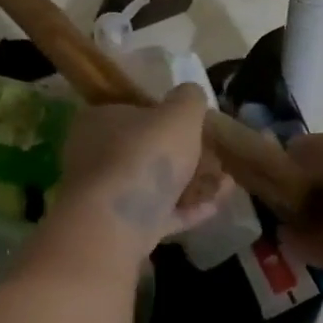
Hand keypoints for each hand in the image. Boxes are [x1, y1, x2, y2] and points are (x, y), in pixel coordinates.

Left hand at [57, 86, 230, 256]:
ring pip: (154, 186)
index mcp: (100, 120)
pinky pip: (158, 214)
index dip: (168, 118)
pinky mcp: (118, 228)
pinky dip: (186, 209)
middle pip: (146, 151)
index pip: (134, 111)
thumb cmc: (144, 155)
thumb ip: (189, 99)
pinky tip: (217, 206)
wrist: (115, 223)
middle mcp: (95, 155)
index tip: (198, 127)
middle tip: (218, 158)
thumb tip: (191, 94)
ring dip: (191, 184)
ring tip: (226, 183)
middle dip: (185, 156)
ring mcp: (105, 195)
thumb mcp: (179, 113)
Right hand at [279, 134, 322, 322]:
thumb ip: (312, 156)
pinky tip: (288, 248)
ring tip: (271, 227)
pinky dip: (313, 245)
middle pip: (322, 179)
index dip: (291, 155)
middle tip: (262, 202)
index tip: (261, 171)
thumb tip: (286, 155)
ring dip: (301, 219)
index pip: (320, 145)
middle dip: (293, 188)